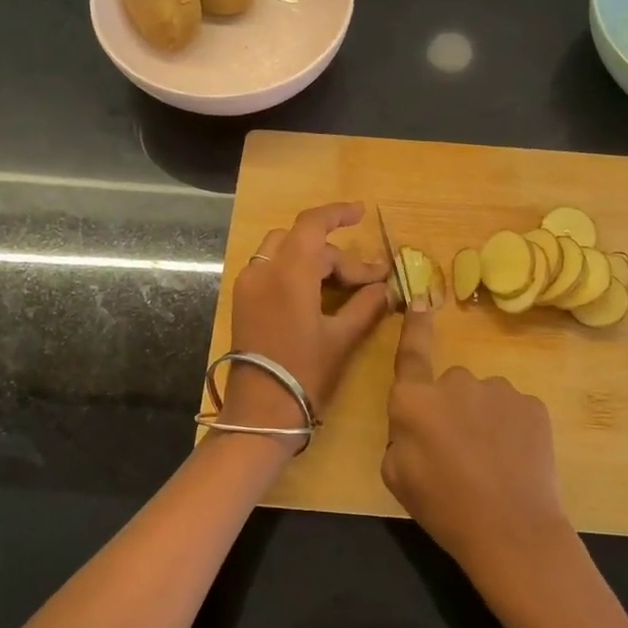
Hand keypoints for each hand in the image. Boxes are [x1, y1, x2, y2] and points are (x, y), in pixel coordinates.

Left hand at [219, 202, 391, 450]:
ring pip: (284, 252)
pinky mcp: (243, 301)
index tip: (362, 213)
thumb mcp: (342, 338)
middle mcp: (263, 270)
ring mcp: (248, 285)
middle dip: (337, 256)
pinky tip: (318, 294)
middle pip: (303, 242)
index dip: (338, 213)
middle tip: (368, 281)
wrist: (260, 413)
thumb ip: (365, 306)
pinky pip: (271, 269)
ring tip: (344, 286)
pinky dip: (296, 272)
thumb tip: (384, 288)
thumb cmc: (305, 374)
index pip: (312, 224)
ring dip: (315, 261)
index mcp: (288, 273)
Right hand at [382, 302, 572, 580]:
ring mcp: (498, 390)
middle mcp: (455, 382)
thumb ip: (401, 434)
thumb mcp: (396, 475)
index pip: (410, 352)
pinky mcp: (532, 404)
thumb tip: (420, 420)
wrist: (511, 531)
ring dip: (483, 419)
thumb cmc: (442, 507)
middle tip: (458, 453)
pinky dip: (511, 428)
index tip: (420, 301)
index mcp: (414, 400)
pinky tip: (514, 460)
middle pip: (449, 385)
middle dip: (451, 409)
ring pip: (484, 397)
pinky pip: (514, 410)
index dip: (414, 326)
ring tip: (490, 462)